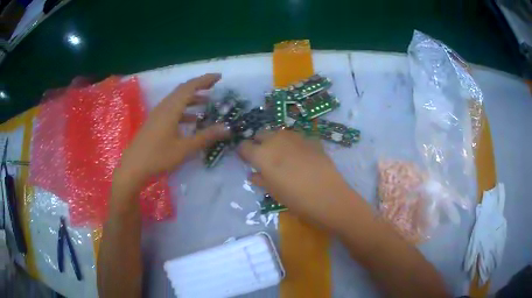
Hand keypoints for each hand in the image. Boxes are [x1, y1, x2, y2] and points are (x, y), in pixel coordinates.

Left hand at [116, 73, 229, 184]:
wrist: (133, 168)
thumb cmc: (158, 157)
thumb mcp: (184, 148)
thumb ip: (205, 136)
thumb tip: (227, 128)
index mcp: (171, 109)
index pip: (190, 87)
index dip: (205, 80)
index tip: (219, 77)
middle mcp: (164, 107)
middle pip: (182, 90)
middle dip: (199, 86)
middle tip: (214, 87)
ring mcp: (157, 114)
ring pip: (176, 100)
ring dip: (191, 98)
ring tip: (206, 103)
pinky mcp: (154, 122)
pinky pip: (171, 109)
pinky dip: (183, 110)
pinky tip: (190, 121)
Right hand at [239, 130, 356, 229]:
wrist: (328, 196)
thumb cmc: (295, 199)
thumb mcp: (273, 192)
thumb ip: (260, 179)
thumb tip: (253, 174)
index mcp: (262, 154)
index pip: (244, 146)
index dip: (243, 152)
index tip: (246, 159)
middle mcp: (276, 140)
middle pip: (261, 134)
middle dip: (258, 143)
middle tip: (263, 157)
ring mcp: (295, 137)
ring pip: (278, 132)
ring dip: (275, 140)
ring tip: (281, 155)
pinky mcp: (311, 139)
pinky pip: (296, 137)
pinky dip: (293, 143)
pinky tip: (300, 156)